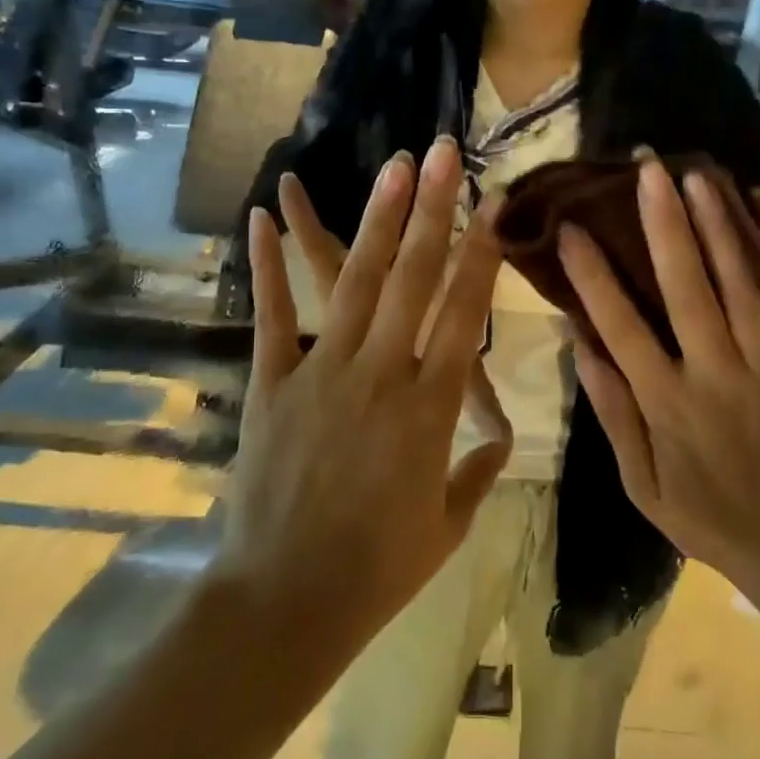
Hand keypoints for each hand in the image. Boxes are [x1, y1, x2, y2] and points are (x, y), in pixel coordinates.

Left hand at [215, 139, 509, 649]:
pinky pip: (272, 317)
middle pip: (414, 279)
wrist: (285, 604)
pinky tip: (262, 218)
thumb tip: (498, 439)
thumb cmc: (377, 571)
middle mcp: (382, 375)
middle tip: (442, 154)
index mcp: (430, 410)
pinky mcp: (272, 385)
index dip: (481, 256)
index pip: (463, 314)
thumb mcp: (445, 526)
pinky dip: (266, 266)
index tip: (492, 207)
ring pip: (355, 283)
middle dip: (433, 211)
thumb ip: (476, 472)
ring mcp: (322, 374)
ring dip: (375, 220)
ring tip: (392, 168)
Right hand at [558, 158, 759, 605]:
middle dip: (663, 222)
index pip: (618, 325)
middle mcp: (716, 374)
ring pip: (741, 282)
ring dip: (718, 224)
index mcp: (666, 404)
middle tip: (647, 169)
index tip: (571, 227)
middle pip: (685, 285)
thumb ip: (610, 411)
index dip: (592, 273)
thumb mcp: (640, 482)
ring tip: (699, 175)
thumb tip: (580, 341)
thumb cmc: (710, 517)